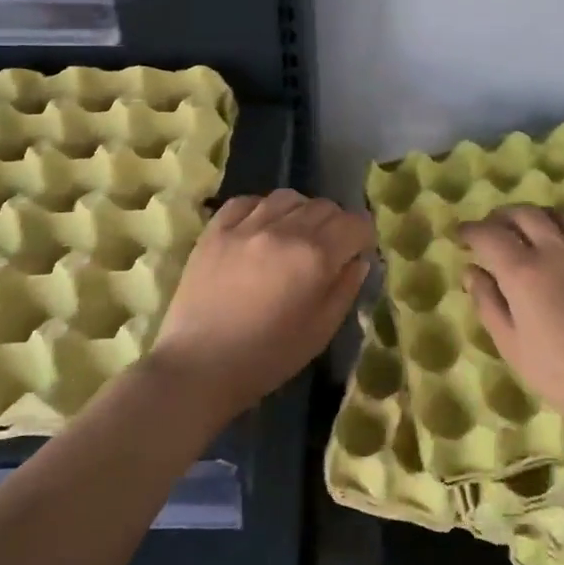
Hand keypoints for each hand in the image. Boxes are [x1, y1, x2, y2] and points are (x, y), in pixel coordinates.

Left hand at [149, 189, 373, 416]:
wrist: (199, 367)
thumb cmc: (268, 357)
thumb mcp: (321, 331)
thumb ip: (346, 289)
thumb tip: (358, 260)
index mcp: (316, 257)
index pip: (355, 224)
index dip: (364, 235)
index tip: (359, 251)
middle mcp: (285, 230)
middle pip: (324, 207)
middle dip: (336, 223)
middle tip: (330, 247)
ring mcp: (246, 226)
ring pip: (288, 197)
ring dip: (302, 212)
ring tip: (296, 233)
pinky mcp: (215, 230)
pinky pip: (247, 201)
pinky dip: (262, 208)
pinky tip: (261, 227)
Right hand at [460, 206, 563, 441]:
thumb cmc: (557, 371)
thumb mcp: (509, 342)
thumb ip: (487, 300)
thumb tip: (471, 271)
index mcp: (522, 270)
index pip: (489, 234)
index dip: (471, 230)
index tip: (461, 234)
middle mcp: (554, 248)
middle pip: (522, 213)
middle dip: (500, 217)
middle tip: (490, 229)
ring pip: (554, 215)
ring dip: (532, 218)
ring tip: (525, 233)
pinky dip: (563, 230)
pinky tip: (561, 249)